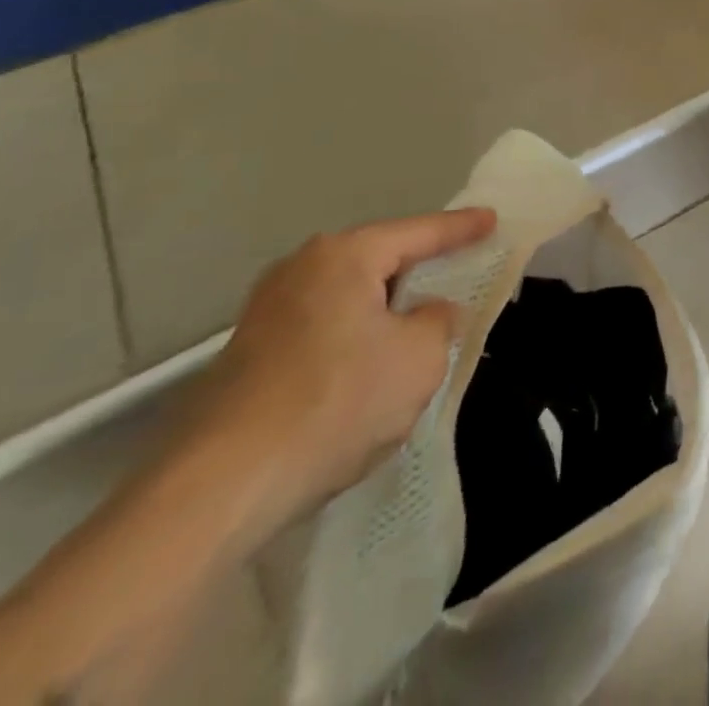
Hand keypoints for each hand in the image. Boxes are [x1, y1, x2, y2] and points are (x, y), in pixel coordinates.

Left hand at [188, 208, 495, 535]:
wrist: (216, 490)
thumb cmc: (335, 403)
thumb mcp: (419, 359)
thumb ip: (439, 321)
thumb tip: (431, 312)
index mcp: (344, 256)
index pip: (419, 232)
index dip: (462, 227)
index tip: (492, 219)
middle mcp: (299, 270)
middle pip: (378, 260)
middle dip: (418, 269)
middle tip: (457, 272)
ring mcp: (265, 314)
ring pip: (348, 298)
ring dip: (384, 311)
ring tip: (417, 326)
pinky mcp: (246, 358)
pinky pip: (322, 329)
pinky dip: (354, 338)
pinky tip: (368, 370)